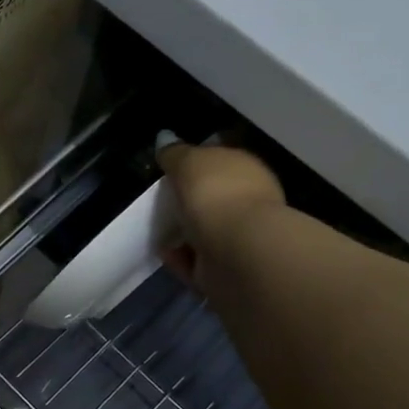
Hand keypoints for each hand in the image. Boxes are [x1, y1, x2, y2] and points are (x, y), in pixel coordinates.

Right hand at [157, 140, 286, 291]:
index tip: (171, 171)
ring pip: (206, 232)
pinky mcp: (227, 270)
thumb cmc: (215, 194)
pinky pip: (197, 261)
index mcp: (246, 169)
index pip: (222, 162)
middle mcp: (249, 201)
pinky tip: (166, 253)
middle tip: (161, 203)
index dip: (197, 165)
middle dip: (190, 203)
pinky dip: (181, 258)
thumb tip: (165, 139)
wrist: (237, 251)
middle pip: (214, 199)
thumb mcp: (188, 161)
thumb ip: (175, 153)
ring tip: (159, 231)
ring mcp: (240, 238)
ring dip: (183, 234)